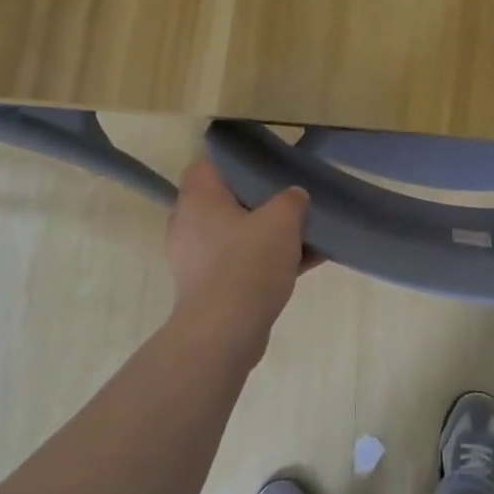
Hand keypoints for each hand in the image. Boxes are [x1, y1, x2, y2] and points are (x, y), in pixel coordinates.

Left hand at [164, 160, 317, 366]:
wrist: (226, 332)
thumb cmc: (248, 262)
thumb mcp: (282, 219)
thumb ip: (291, 199)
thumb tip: (294, 197)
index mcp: (198, 200)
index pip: (208, 166)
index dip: (235, 162)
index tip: (266, 166)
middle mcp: (189, 226)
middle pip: (227, 202)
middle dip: (261, 202)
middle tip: (290, 199)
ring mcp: (197, 260)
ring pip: (237, 235)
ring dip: (268, 235)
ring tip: (305, 234)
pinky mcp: (210, 289)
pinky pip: (242, 264)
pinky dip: (267, 261)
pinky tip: (305, 264)